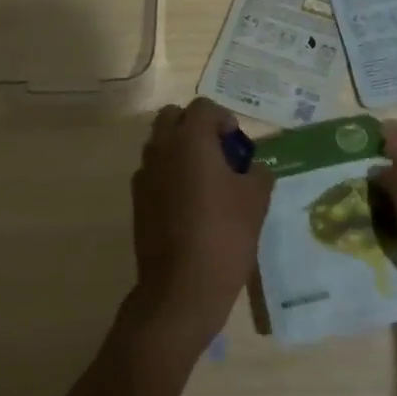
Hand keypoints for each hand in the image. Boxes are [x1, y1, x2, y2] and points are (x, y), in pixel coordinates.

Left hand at [126, 98, 274, 357]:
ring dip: (181, 151)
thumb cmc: (224, 235)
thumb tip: (252, 168)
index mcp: (190, 140)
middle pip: (172, 117)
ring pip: (160, 144)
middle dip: (195, 127)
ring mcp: (144, 175)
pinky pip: (154, 173)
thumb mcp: (256, 200)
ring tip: (207, 182)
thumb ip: (258, 172)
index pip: (204, 107)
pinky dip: (170, 176)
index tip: (238, 146)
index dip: (224, 120)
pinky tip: (191, 206)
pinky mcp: (138, 201)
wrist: (181, 288)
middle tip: (219, 155)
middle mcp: (161, 149)